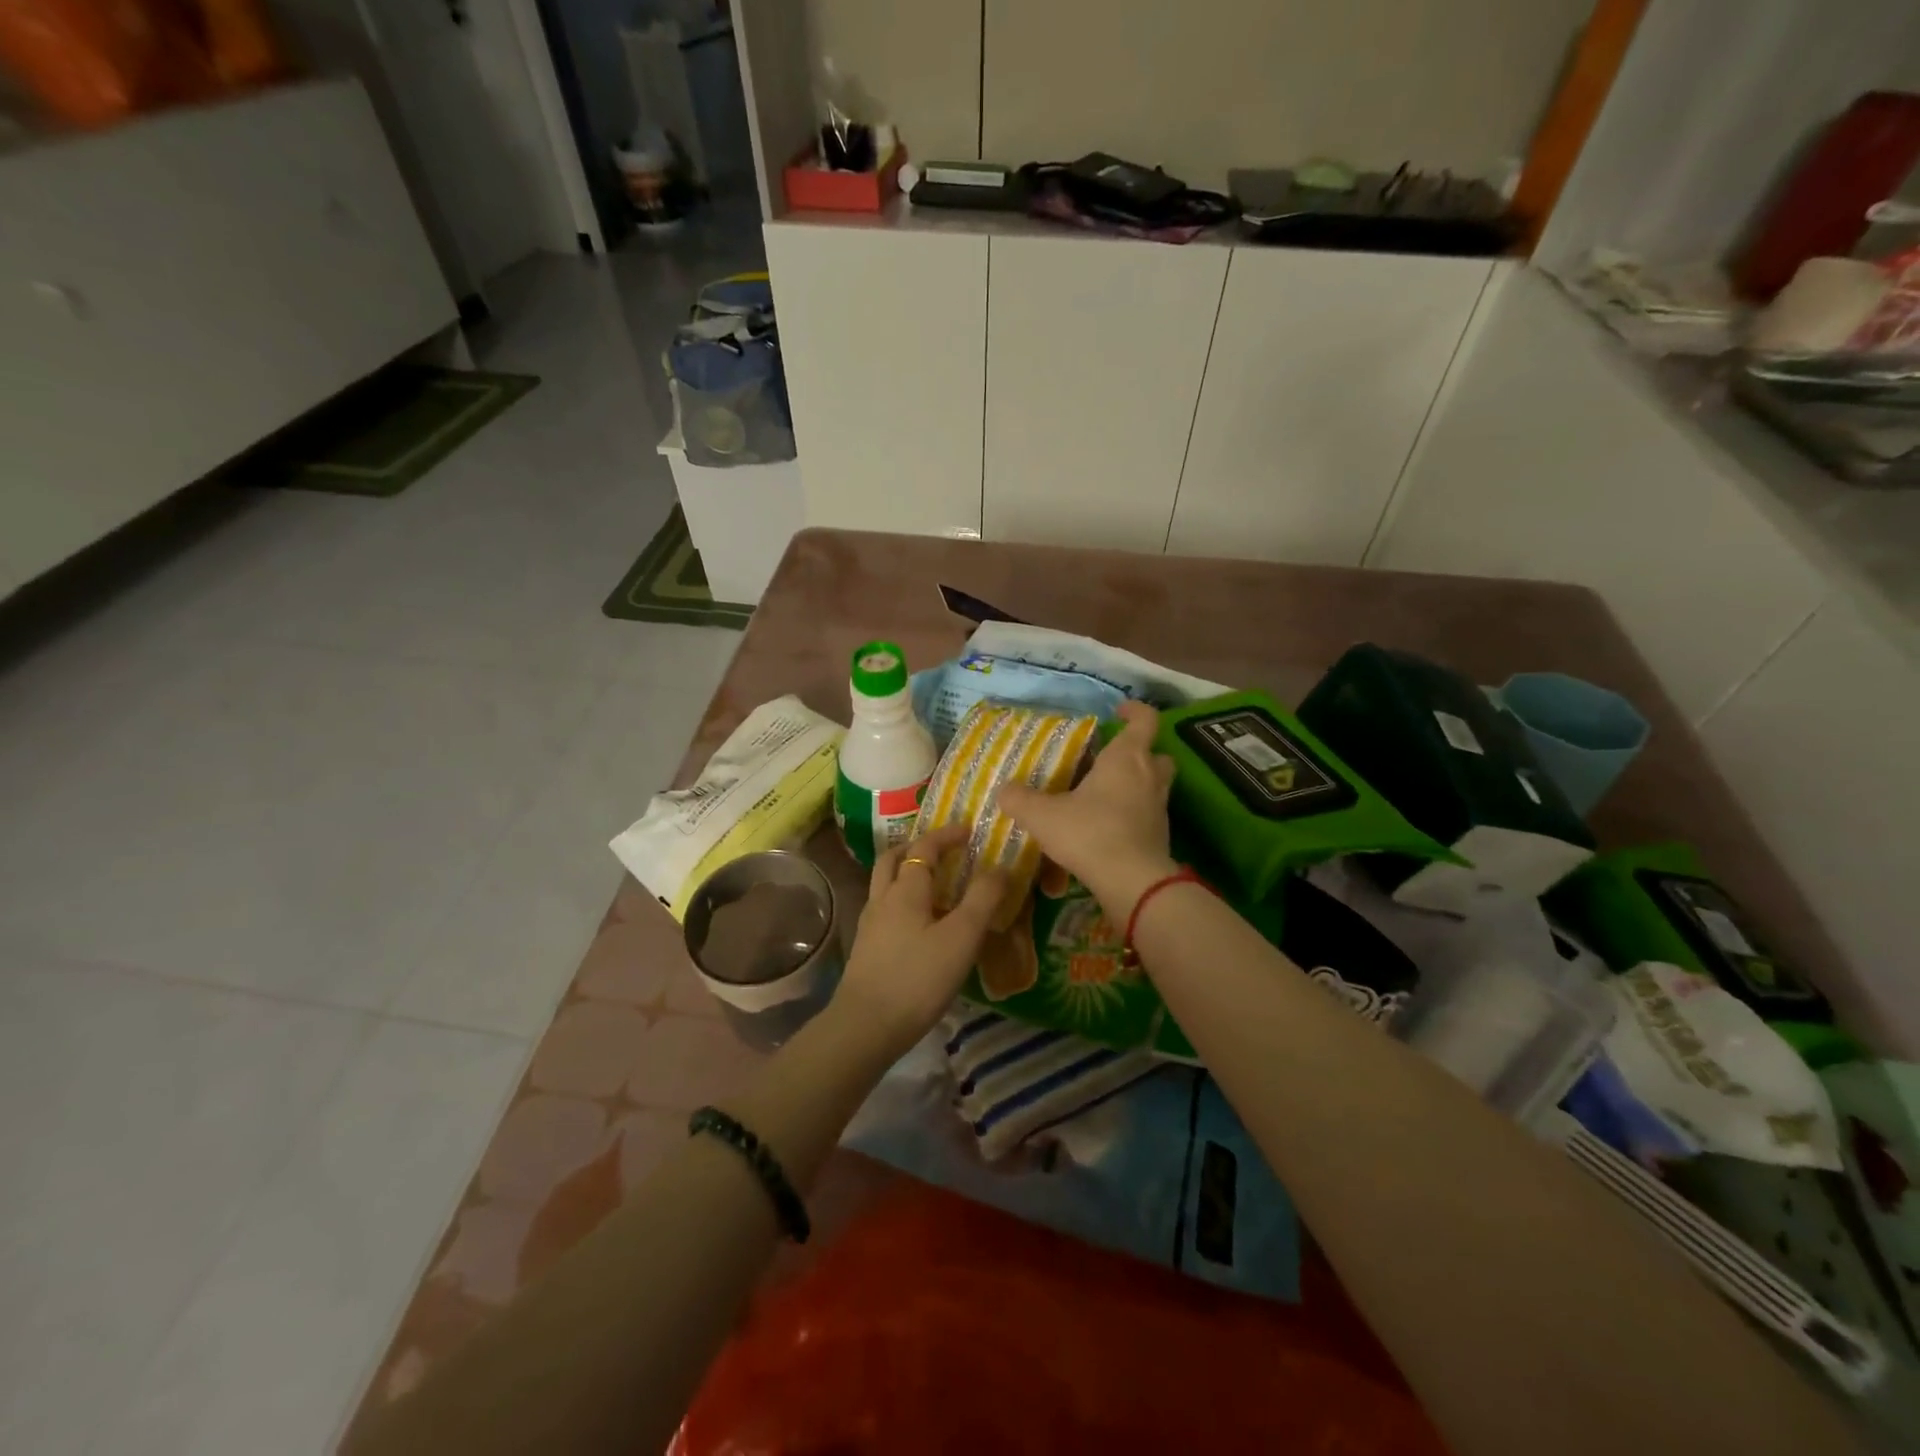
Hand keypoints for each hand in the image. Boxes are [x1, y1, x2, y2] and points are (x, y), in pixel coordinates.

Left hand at [831, 824, 1005, 1060]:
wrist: (866, 1026)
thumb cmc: (918, 978)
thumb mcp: (961, 938)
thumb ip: (983, 899)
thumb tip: (1001, 867)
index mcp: (906, 889)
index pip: (924, 847)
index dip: (946, 835)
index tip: (968, 830)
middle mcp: (883, 898)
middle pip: (893, 858)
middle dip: (917, 847)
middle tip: (942, 850)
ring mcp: (871, 924)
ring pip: (885, 884)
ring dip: (905, 872)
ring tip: (932, 883)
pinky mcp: (867, 948)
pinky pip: (884, 908)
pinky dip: (901, 899)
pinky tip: (918, 922)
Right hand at [997, 700, 1178, 923]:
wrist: (1132, 883)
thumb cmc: (1090, 833)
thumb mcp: (1043, 816)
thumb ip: (1020, 800)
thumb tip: (1003, 791)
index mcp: (1126, 758)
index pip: (1144, 720)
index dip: (1134, 710)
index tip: (1117, 711)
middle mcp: (1149, 777)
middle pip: (1156, 754)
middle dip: (1139, 752)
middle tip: (1111, 759)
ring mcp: (1159, 808)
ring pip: (1156, 784)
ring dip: (1138, 784)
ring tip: (1106, 793)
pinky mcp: (1160, 835)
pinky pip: (1149, 813)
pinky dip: (1134, 813)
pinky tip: (1108, 825)